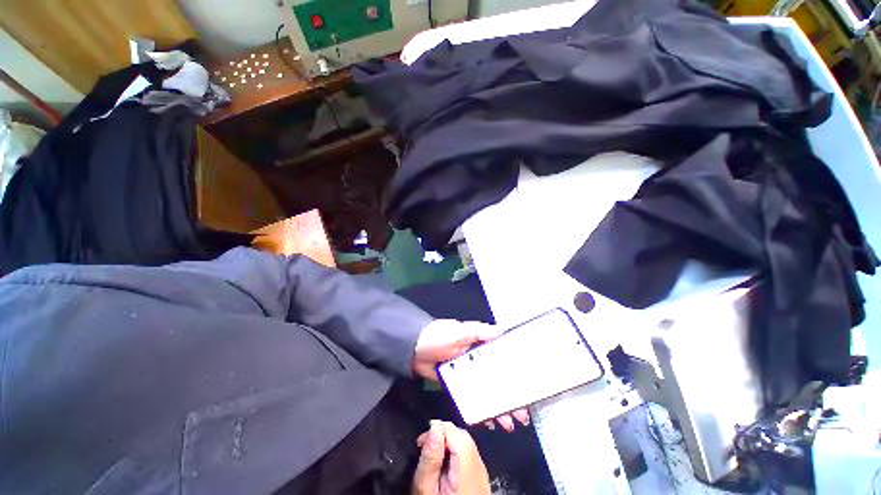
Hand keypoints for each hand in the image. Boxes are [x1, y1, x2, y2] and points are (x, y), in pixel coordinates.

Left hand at [412, 320, 529, 430]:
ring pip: (487, 393)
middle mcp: (476, 361)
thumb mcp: (460, 331)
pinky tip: (489, 422)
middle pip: (497, 380)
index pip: (502, 359)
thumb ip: (480, 332)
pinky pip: (471, 399)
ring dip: (498, 407)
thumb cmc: (439, 336)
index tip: (528, 388)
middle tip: (522, 415)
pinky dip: (480, 410)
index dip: (514, 373)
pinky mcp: (456, 386)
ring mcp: (466, 375)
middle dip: (510, 397)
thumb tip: (503, 330)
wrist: (414, 349)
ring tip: (509, 423)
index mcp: (479, 346)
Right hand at [412, 421, 490, 494]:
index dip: (440, 429)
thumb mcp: (425, 490)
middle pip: (464, 438)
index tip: (422, 439)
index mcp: (468, 475)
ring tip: (433, 454)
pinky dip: (456, 451)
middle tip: (425, 446)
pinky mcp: (481, 479)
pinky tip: (445, 464)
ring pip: (467, 444)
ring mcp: (483, 475)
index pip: (458, 436)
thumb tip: (434, 428)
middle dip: (444, 434)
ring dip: (449, 441)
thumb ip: (431, 459)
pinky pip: (470, 455)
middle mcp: (480, 471)